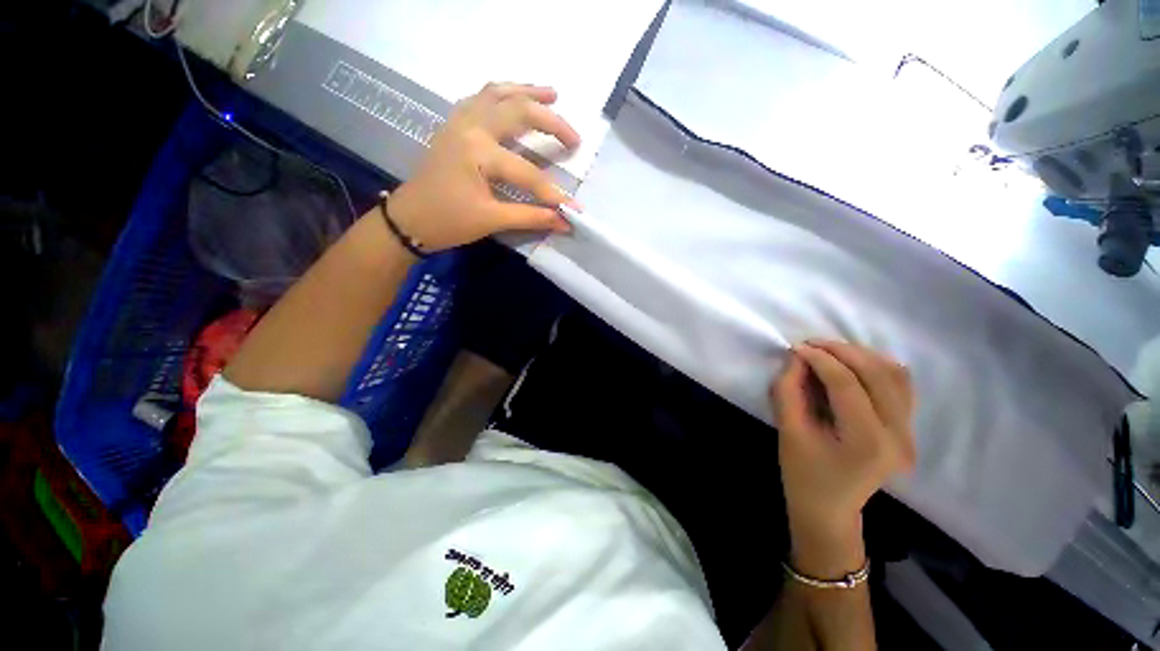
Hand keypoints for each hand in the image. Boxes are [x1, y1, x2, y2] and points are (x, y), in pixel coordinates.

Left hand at [387, 82, 579, 252]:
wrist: (410, 219)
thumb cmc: (448, 221)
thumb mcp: (492, 221)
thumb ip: (531, 217)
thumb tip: (565, 222)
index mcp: (478, 151)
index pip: (527, 172)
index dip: (553, 194)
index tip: (573, 209)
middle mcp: (470, 126)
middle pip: (518, 112)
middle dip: (551, 123)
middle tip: (574, 137)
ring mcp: (459, 121)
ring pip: (498, 93)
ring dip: (527, 92)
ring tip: (552, 94)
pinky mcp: (454, 125)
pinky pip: (481, 98)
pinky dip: (502, 95)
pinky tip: (514, 99)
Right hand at [771, 341, 916, 546]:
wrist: (829, 509)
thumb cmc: (802, 474)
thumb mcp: (788, 431)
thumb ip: (789, 391)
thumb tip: (797, 358)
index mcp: (866, 442)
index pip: (847, 384)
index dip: (820, 359)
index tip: (797, 347)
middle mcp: (898, 435)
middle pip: (877, 374)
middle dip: (842, 351)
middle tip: (812, 344)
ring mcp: (909, 434)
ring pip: (896, 375)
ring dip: (862, 356)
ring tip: (830, 351)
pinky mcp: (908, 431)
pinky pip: (901, 387)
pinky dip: (878, 368)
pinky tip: (854, 365)